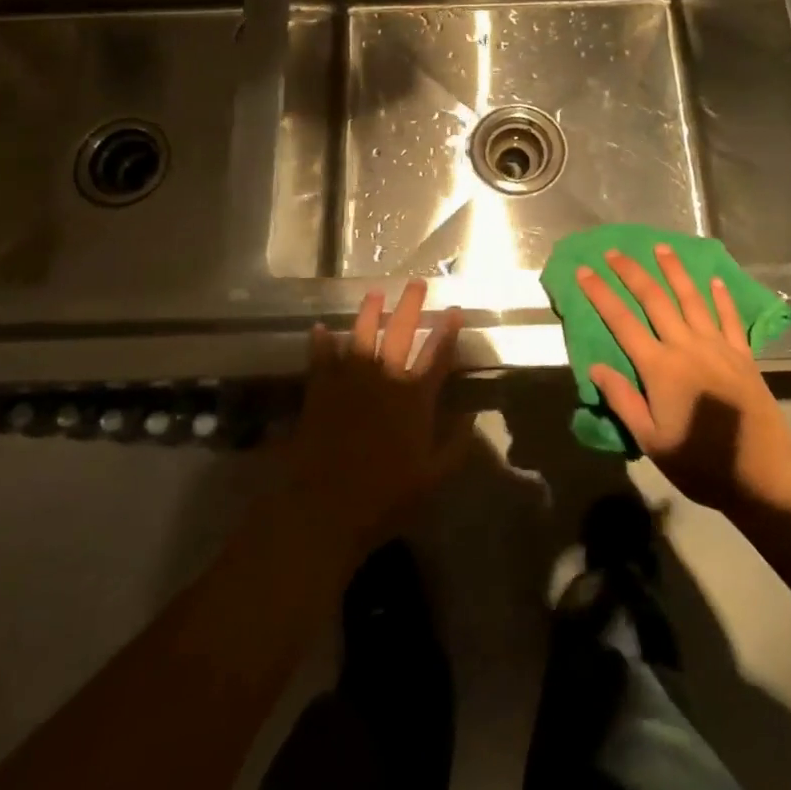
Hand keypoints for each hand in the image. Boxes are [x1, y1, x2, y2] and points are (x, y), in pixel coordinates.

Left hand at [286, 280, 467, 562]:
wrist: (325, 506)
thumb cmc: (385, 497)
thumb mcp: (433, 478)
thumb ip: (454, 446)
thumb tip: (471, 417)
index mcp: (414, 398)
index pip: (437, 356)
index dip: (447, 331)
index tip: (454, 309)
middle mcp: (384, 379)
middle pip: (401, 333)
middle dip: (411, 306)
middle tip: (416, 283)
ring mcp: (349, 381)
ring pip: (362, 335)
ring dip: (369, 312)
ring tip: (374, 292)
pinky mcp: (320, 390)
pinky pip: (321, 358)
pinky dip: (321, 342)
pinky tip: (321, 328)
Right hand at [579, 245, 790, 512]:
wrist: (763, 473)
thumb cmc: (699, 462)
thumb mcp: (651, 440)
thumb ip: (623, 399)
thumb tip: (596, 366)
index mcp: (660, 367)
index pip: (622, 322)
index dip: (601, 294)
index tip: (584, 271)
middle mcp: (686, 346)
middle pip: (655, 300)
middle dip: (632, 273)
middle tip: (614, 252)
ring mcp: (718, 347)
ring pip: (692, 299)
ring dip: (674, 271)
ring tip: (661, 248)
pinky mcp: (743, 355)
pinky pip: (729, 318)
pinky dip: (721, 297)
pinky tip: (713, 280)